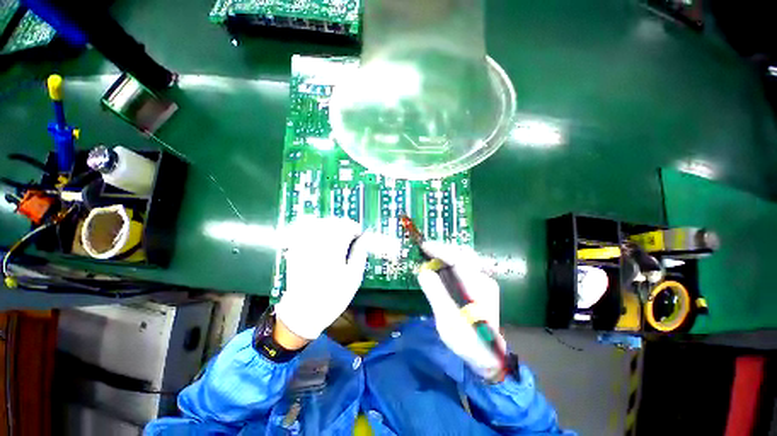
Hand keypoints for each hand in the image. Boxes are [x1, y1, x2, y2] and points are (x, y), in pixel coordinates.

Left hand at [275, 217, 368, 339]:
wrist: (303, 312)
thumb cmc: (332, 297)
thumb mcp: (353, 279)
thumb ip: (359, 255)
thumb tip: (364, 239)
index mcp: (333, 251)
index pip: (345, 228)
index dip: (355, 228)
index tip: (360, 234)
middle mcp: (317, 244)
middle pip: (331, 223)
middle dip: (343, 225)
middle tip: (350, 234)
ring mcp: (304, 246)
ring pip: (318, 223)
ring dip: (330, 224)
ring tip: (337, 233)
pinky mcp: (295, 250)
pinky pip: (303, 230)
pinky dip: (313, 226)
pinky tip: (320, 232)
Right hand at [417, 241, 505, 379]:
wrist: (488, 355)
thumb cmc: (468, 341)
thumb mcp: (448, 320)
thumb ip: (436, 294)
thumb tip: (423, 272)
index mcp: (478, 288)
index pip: (459, 259)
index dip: (441, 250)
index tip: (424, 246)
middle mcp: (484, 280)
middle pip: (464, 255)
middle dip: (444, 249)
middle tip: (426, 250)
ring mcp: (484, 282)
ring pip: (464, 259)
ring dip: (446, 255)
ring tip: (430, 256)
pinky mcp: (480, 286)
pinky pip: (464, 267)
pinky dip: (450, 263)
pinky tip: (440, 267)